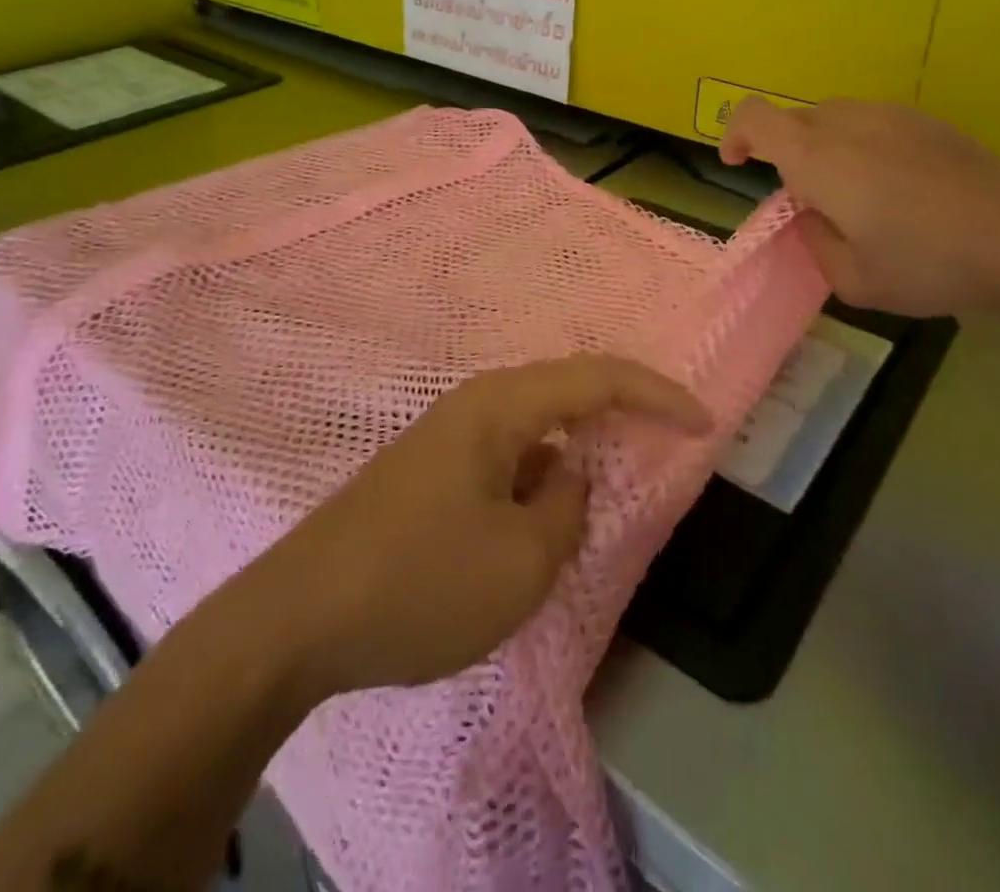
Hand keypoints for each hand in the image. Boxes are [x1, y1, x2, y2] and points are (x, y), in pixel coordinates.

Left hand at [253, 355, 709, 703]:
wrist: (295, 620)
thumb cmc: (420, 582)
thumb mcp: (521, 560)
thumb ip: (566, 508)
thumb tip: (568, 479)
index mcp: (501, 406)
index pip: (597, 378)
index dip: (657, 394)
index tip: (704, 422)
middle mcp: (475, 406)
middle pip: (566, 393)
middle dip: (620, 415)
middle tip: (667, 441)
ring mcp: (447, 438)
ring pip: (534, 431)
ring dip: (575, 454)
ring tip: (606, 493)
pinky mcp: (430, 474)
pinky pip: (505, 461)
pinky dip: (538, 482)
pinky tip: (540, 524)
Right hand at [719, 97, 999, 318]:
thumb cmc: (927, 263)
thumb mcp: (851, 279)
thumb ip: (814, 241)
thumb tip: (813, 215)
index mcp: (817, 157)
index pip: (753, 117)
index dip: (733, 134)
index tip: (737, 165)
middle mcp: (847, 122)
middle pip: (793, 119)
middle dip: (782, 153)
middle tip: (807, 202)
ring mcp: (891, 115)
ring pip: (832, 117)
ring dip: (822, 148)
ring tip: (853, 196)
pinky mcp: (926, 121)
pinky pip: (870, 122)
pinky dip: (859, 146)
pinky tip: (895, 187)